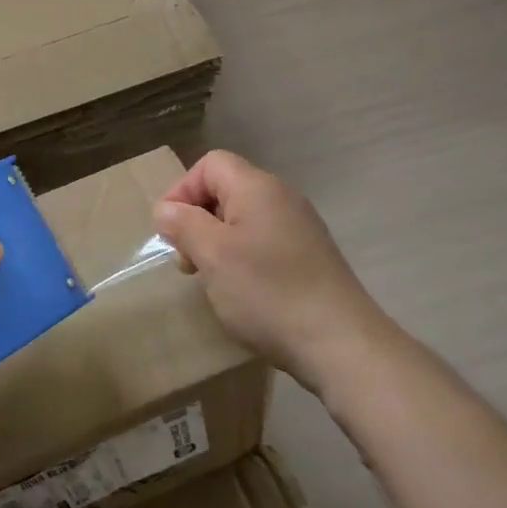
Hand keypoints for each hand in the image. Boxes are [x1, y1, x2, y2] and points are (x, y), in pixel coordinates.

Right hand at [153, 150, 393, 391]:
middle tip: (188, 263)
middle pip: (227, 189)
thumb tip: (166, 208)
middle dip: (197, 220)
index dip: (182, 190)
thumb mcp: (212, 255)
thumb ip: (184, 224)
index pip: (210, 164)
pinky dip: (243, 258)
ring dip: (218, 243)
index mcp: (257, 187)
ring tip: (212, 281)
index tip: (170, 231)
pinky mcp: (311, 255)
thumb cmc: (267, 292)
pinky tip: (243, 292)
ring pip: (244, 219)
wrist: (341, 343)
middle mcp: (282, 197)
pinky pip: (264, 242)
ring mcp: (301, 227)